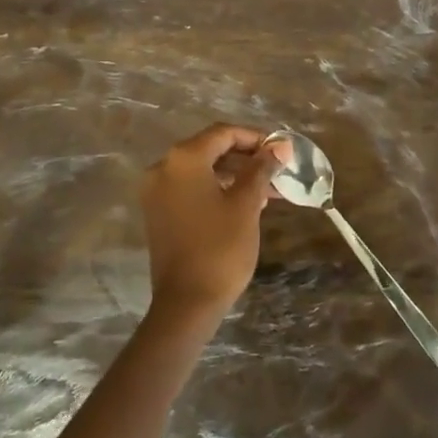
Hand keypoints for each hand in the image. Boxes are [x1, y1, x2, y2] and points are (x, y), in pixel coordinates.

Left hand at [139, 124, 279, 322]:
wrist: (186, 303)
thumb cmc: (220, 248)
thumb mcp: (246, 204)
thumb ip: (261, 168)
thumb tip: (280, 146)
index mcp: (183, 159)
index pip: (223, 133)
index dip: (255, 138)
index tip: (281, 151)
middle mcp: (163, 167)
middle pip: (211, 149)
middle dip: (246, 157)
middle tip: (277, 171)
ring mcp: (157, 191)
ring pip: (202, 170)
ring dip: (234, 175)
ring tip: (268, 191)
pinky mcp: (158, 212)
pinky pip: (191, 188)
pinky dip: (216, 189)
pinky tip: (244, 203)